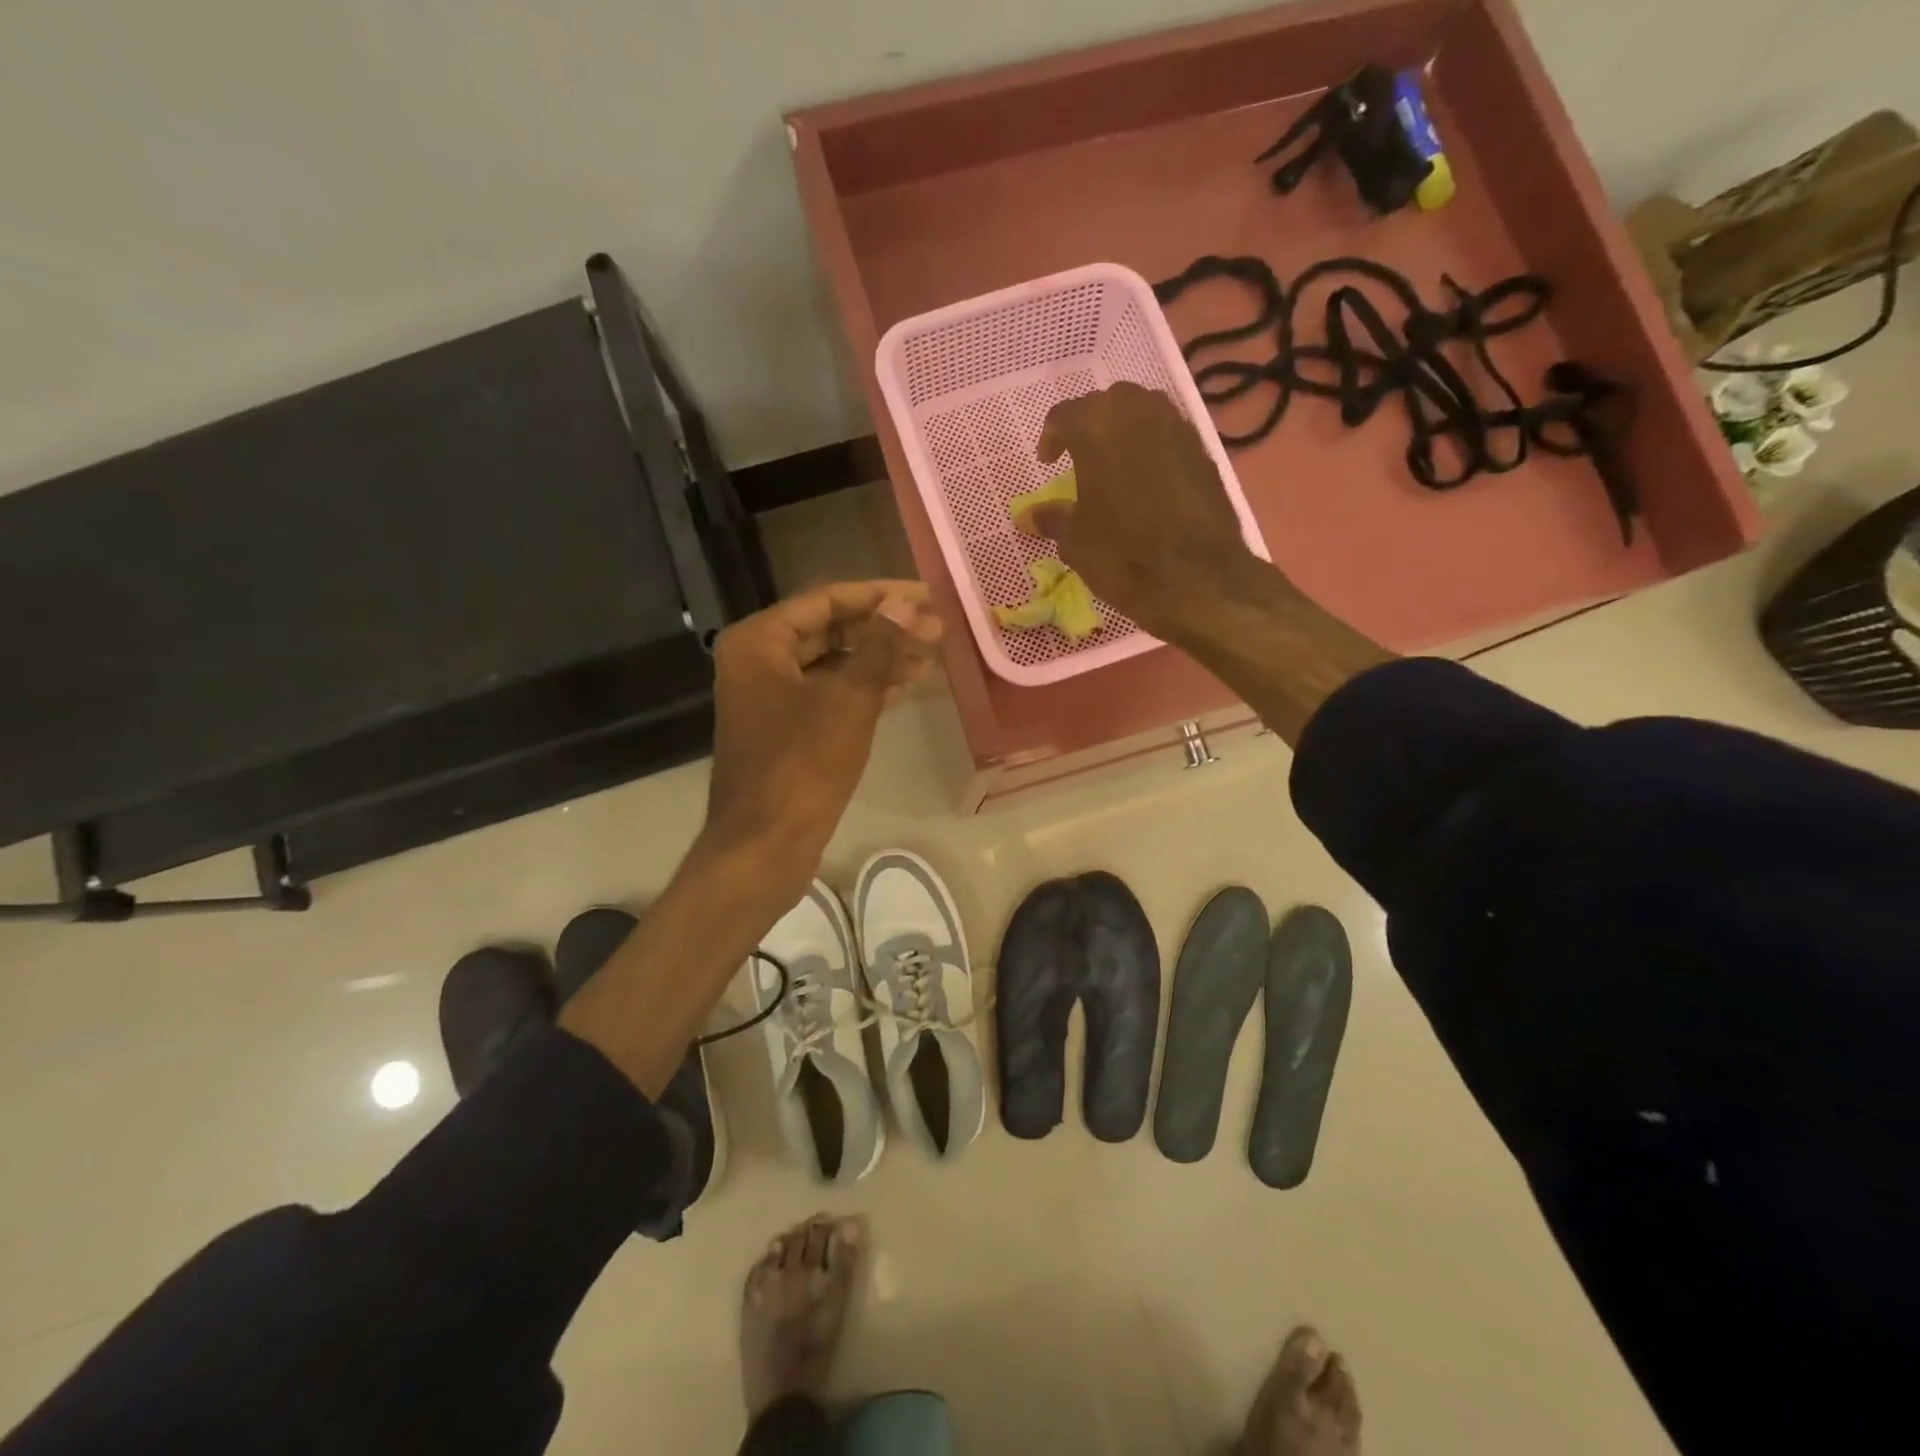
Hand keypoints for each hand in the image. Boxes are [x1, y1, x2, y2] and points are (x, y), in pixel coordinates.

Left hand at [701, 581, 942, 906]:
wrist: (765, 845)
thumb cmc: (802, 766)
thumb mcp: (849, 700)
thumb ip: (880, 646)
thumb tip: (908, 604)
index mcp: (760, 641)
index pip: (827, 600)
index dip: (879, 594)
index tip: (925, 594)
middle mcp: (760, 661)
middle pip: (831, 630)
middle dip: (884, 628)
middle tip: (935, 628)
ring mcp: (772, 697)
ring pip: (834, 664)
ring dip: (880, 658)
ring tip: (931, 654)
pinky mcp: (787, 729)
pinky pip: (831, 694)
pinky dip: (866, 688)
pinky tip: (907, 685)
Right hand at [1025, 382, 1256, 634]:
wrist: (1199, 578)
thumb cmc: (1123, 554)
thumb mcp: (1075, 541)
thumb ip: (1052, 518)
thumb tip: (1028, 516)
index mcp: (1097, 426)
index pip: (1065, 415)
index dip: (1051, 437)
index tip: (1046, 461)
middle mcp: (1139, 412)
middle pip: (1107, 404)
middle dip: (1090, 425)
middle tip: (1079, 455)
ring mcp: (1177, 427)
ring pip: (1142, 413)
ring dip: (1124, 431)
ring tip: (1113, 464)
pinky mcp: (1203, 451)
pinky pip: (1168, 436)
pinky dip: (1152, 449)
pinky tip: (1145, 480)